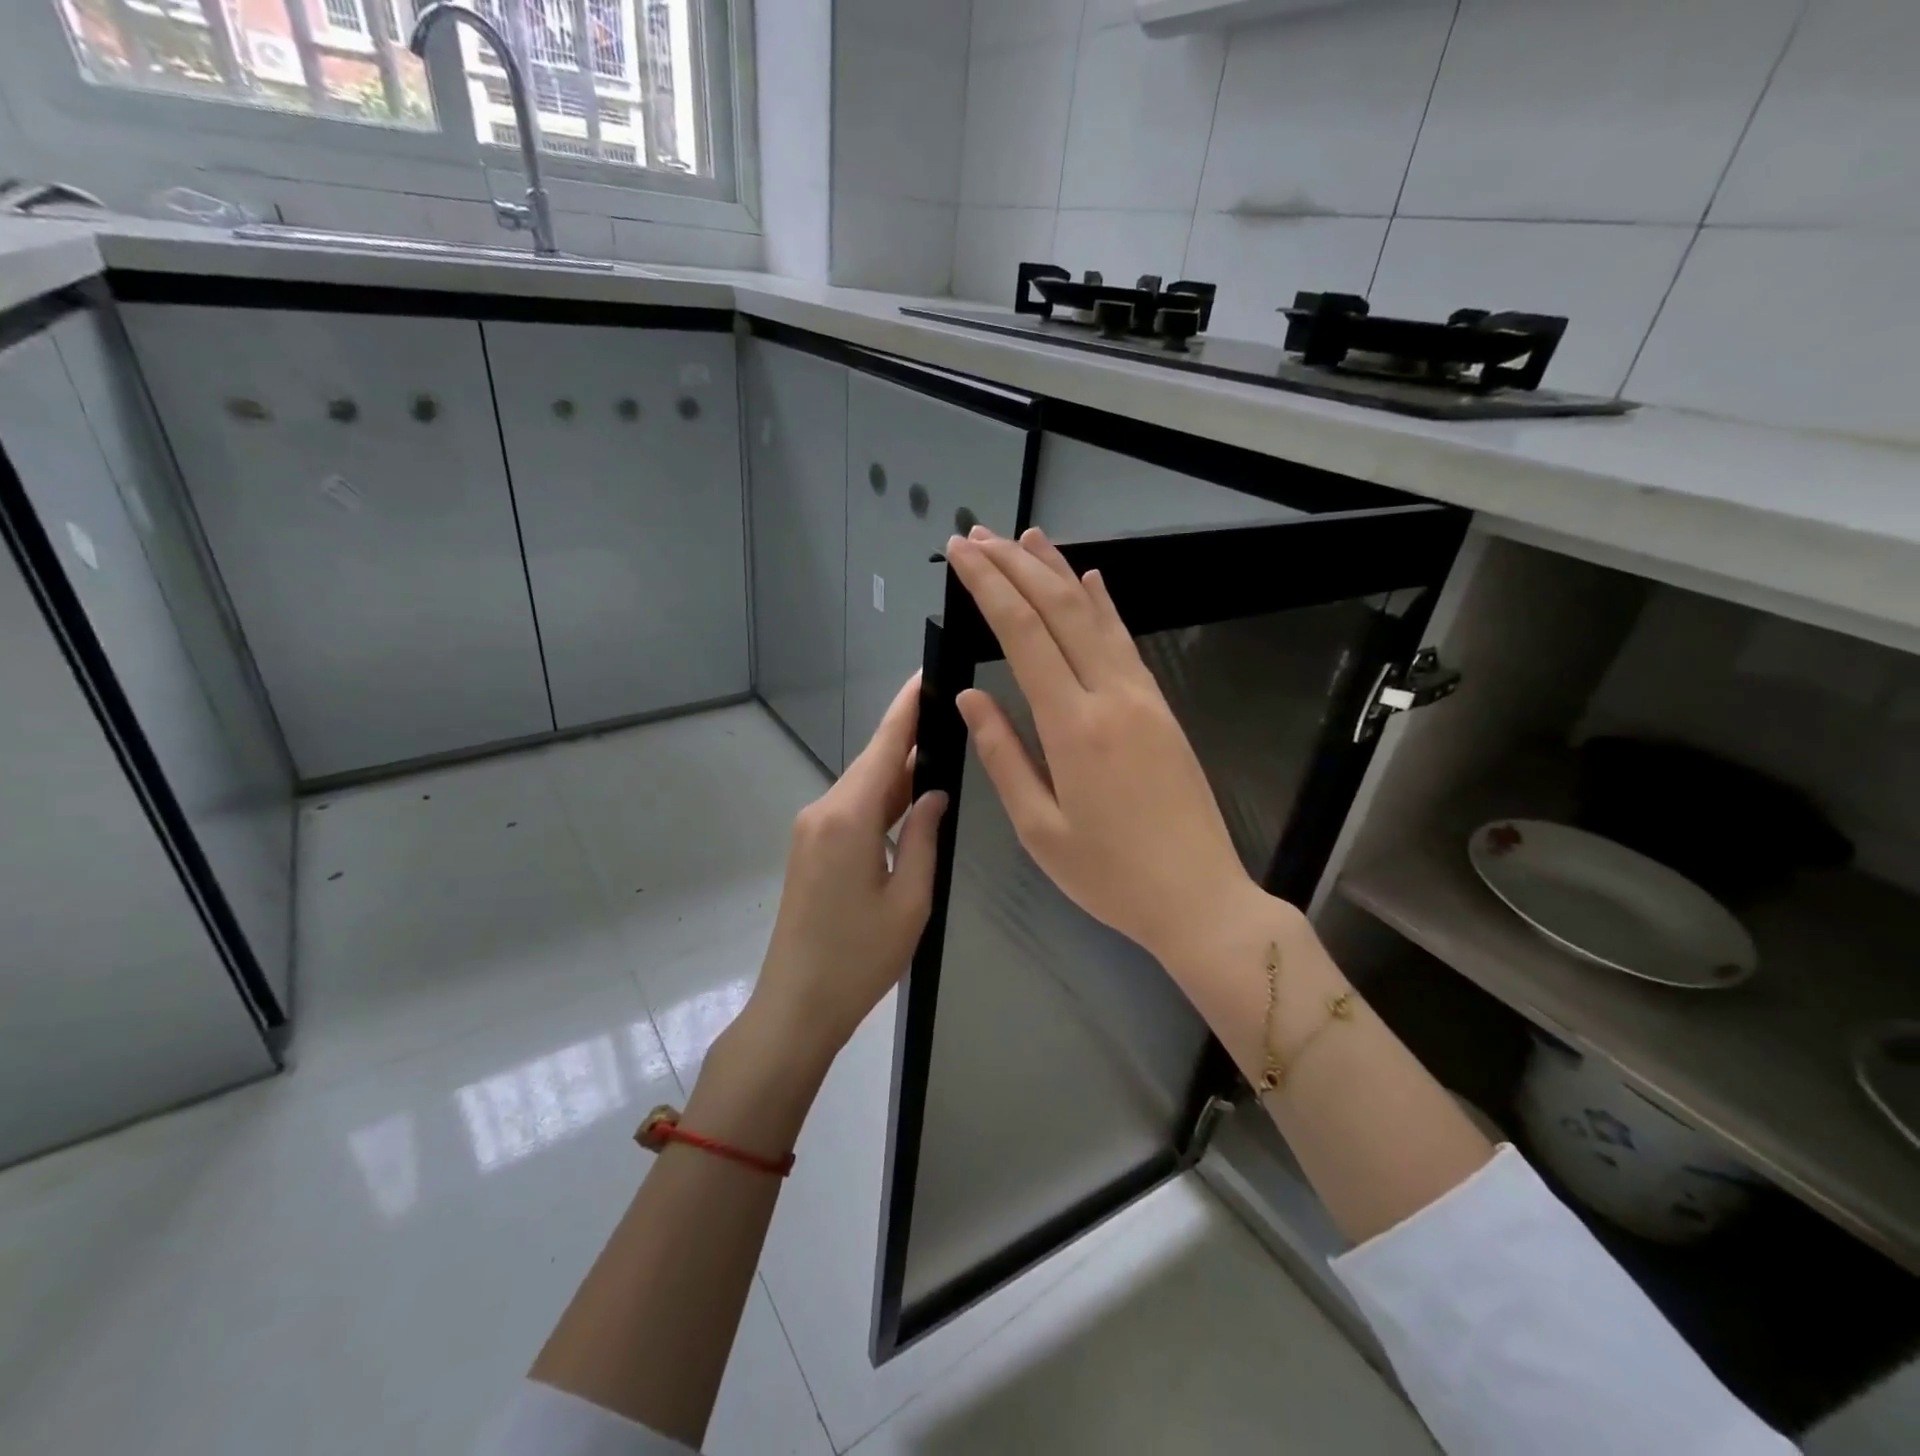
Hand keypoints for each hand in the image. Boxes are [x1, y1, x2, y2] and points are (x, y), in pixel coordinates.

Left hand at [741, 675, 947, 1071]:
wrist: (796, 1005)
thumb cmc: (859, 959)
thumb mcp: (911, 900)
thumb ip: (925, 836)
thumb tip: (935, 793)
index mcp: (848, 818)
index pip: (884, 747)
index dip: (907, 708)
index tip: (926, 673)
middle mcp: (823, 811)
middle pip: (873, 764)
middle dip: (910, 738)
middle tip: (953, 716)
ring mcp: (812, 830)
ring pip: (863, 787)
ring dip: (899, 773)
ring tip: (943, 753)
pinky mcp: (810, 848)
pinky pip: (852, 810)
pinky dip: (883, 800)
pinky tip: (912, 799)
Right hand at [946, 527, 1260, 965]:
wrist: (1199, 897)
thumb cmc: (1109, 875)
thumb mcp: (1039, 828)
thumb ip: (1003, 755)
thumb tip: (970, 696)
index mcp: (1073, 727)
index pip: (1023, 634)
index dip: (989, 586)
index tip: (960, 554)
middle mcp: (1111, 696)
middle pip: (1059, 610)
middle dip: (1015, 565)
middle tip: (979, 535)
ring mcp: (1143, 697)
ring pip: (1096, 616)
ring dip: (1058, 572)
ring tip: (1027, 537)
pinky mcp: (1161, 708)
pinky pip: (1126, 642)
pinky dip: (1104, 605)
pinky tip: (1092, 580)